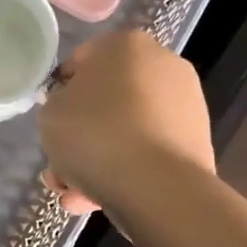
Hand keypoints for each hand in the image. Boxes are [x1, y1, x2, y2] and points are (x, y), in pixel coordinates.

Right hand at [39, 31, 214, 218]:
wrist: (158, 186)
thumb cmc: (96, 136)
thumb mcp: (51, 114)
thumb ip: (56, 105)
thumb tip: (72, 110)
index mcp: (126, 45)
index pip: (81, 62)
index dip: (59, 95)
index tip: (51, 124)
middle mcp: (162, 65)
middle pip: (106, 102)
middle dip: (79, 138)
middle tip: (58, 169)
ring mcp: (184, 106)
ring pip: (125, 133)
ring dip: (96, 163)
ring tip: (73, 197)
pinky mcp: (195, 144)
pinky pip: (147, 154)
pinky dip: (125, 173)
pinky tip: (99, 201)